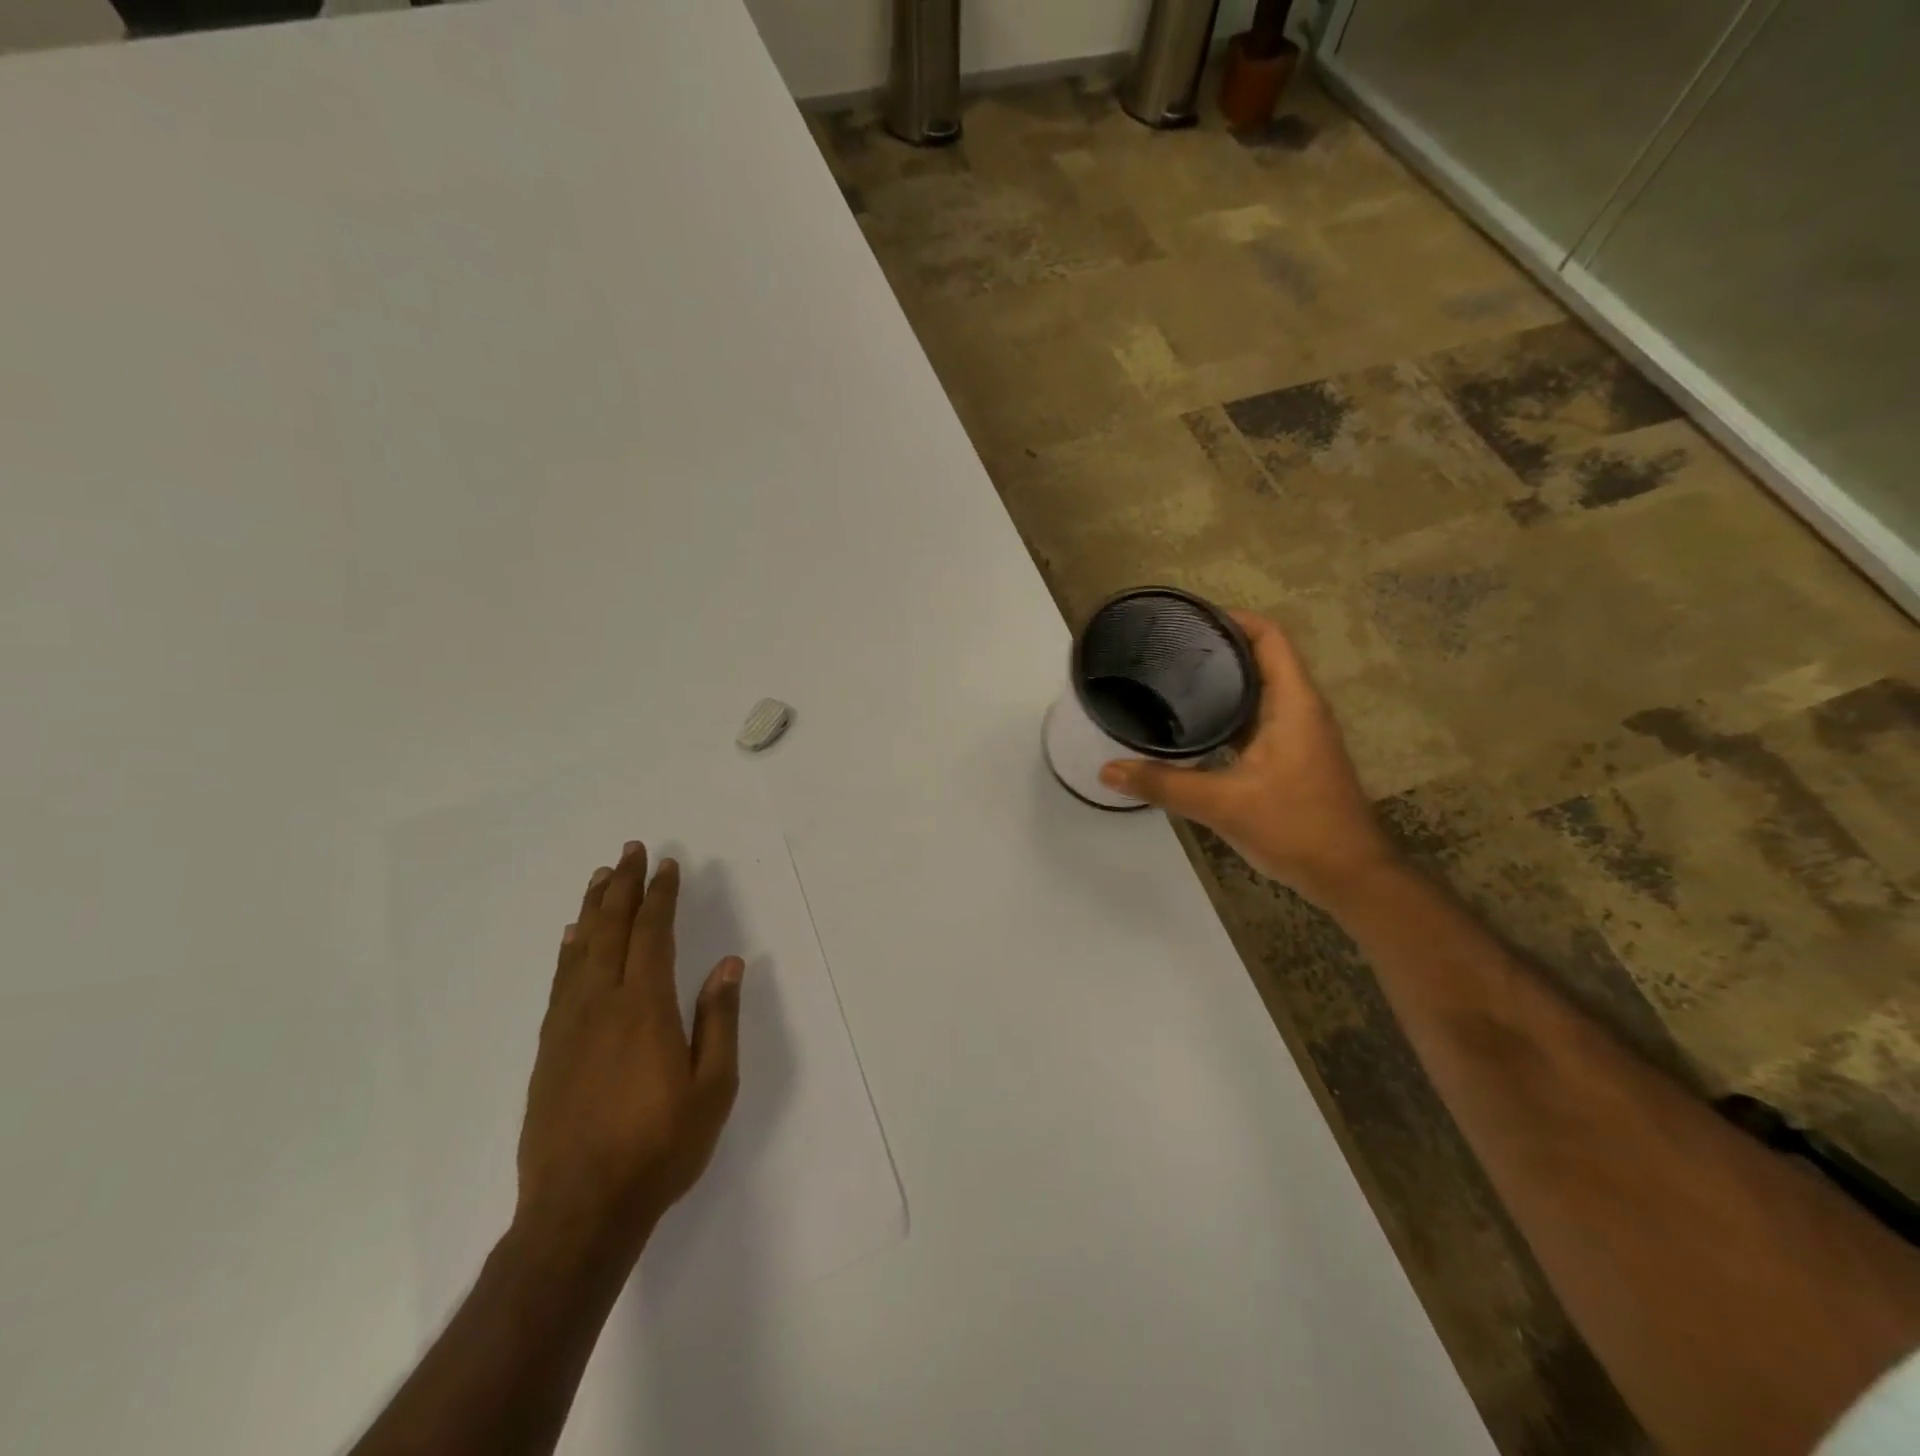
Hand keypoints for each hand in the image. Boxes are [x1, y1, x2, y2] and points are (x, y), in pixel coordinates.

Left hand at [516, 842, 744, 1259]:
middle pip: (611, 930)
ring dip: (593, 909)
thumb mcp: (712, 1087)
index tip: (669, 865)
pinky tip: (570, 938)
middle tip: (631, 851)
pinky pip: (559, 982)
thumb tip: (729, 963)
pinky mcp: (548, 1051)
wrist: (579, 1211)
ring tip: (601, 878)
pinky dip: (567, 951)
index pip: (653, 934)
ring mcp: (568, 1026)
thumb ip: (719, 1020)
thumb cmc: (660, 1147)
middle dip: (624, 887)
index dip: (662, 896)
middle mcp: (602, 1004)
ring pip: (580, 950)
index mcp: (645, 1007)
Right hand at [1098, 611, 1399, 905]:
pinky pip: (1258, 719)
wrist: (1349, 876)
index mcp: (1294, 703)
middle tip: (1167, 650)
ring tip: (1174, 680)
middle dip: (1219, 648)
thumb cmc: (1295, 827)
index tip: (1190, 619)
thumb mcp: (1223, 804)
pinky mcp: (1293, 757)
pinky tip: (1195, 727)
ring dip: (1224, 682)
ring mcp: (1300, 734)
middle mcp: (1301, 709)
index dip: (1233, 619)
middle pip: (1262, 659)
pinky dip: (1229, 713)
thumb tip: (1108, 770)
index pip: (1269, 638)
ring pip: (1260, 691)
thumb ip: (1163, 784)